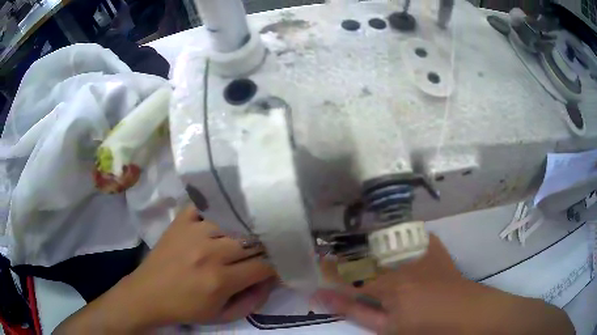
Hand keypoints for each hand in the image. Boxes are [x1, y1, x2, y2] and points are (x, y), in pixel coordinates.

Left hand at [55, 204, 276, 332]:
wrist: (148, 294)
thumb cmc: (186, 309)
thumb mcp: (222, 317)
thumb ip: (252, 301)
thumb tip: (270, 280)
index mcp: (220, 280)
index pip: (263, 265)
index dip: (277, 265)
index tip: (281, 263)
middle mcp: (210, 252)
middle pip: (252, 241)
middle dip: (267, 245)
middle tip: (272, 246)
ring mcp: (193, 232)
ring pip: (234, 221)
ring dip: (247, 227)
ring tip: (253, 230)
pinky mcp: (181, 221)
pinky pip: (206, 205)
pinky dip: (219, 207)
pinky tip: (228, 211)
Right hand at [315, 235, 573, 334]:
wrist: (468, 312)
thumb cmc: (427, 327)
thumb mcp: (387, 328)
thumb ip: (353, 311)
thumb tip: (321, 298)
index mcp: (389, 284)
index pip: (346, 274)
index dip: (326, 270)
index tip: (310, 267)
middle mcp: (401, 259)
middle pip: (360, 253)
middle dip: (342, 257)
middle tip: (331, 261)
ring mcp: (418, 247)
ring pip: (378, 242)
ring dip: (362, 248)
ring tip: (353, 253)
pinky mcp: (430, 243)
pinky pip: (402, 235)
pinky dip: (388, 241)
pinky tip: (386, 248)